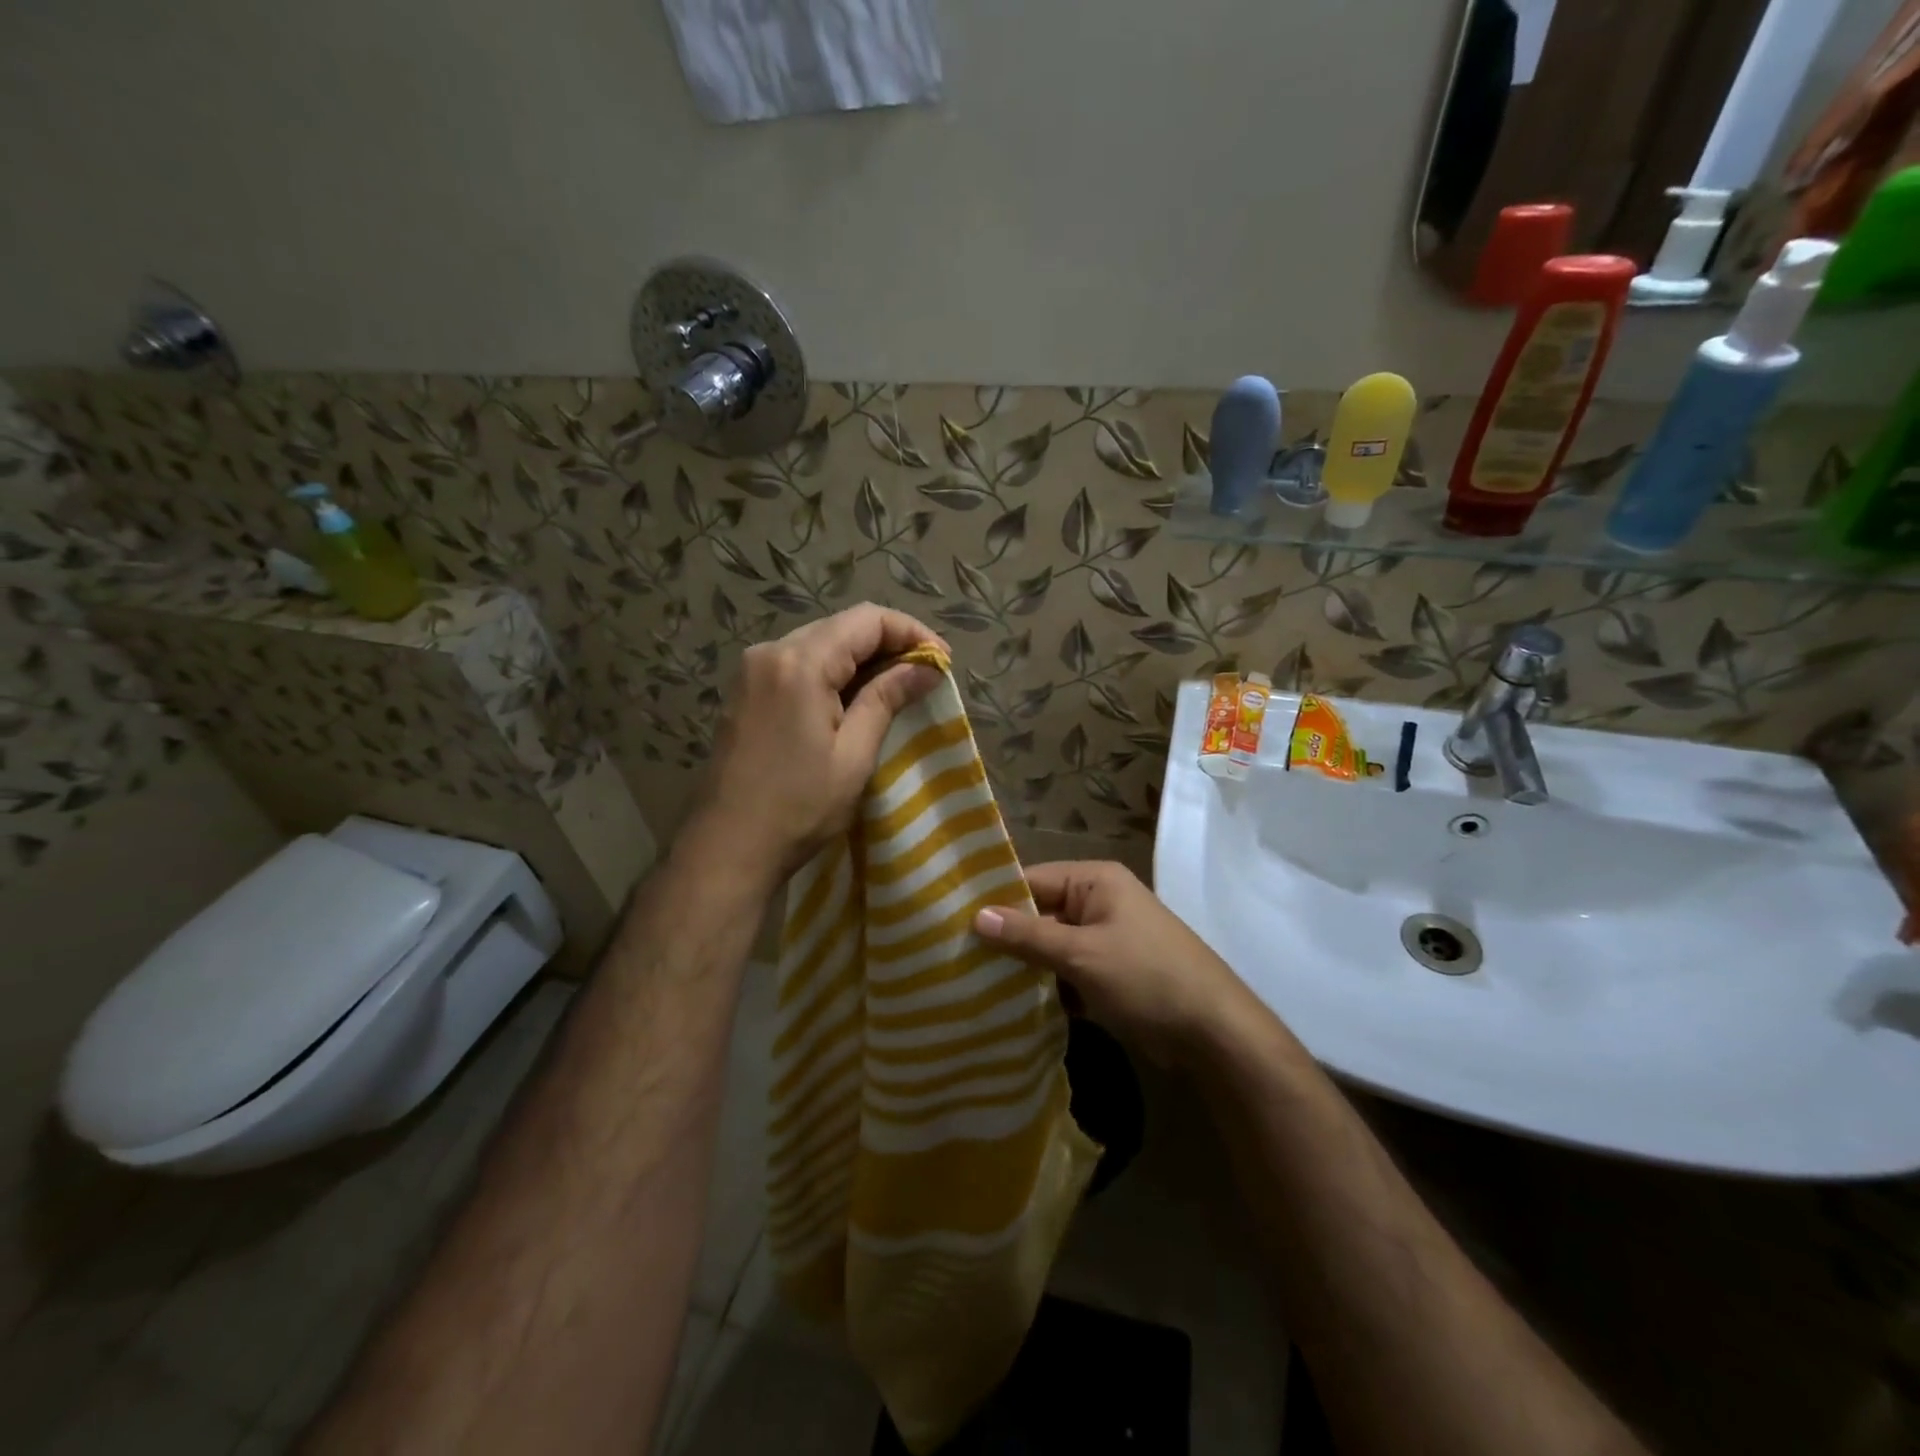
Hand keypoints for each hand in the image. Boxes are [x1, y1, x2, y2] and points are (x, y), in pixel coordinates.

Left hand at [696, 603, 946, 881]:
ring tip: (897, 687)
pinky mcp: (745, 691)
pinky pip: (798, 663)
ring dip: (861, 658)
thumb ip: (887, 699)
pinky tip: (853, 698)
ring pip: (820, 642)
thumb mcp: (853, 755)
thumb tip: (927, 668)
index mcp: (799, 662)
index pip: (867, 620)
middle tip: (925, 675)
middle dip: (888, 643)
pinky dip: (832, 672)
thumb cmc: (798, 807)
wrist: (727, 847)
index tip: (942, 661)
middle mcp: (770, 652)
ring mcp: (752, 670)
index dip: (911, 633)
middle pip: (841, 626)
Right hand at [973, 861, 1251, 1064]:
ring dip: (1023, 967)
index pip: (1031, 880)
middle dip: (1005, 938)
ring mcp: (1105, 940)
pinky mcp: (1108, 975)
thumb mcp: (1082, 954)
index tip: (951, 920)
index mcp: (1094, 881)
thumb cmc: (1146, 977)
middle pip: (1039, 914)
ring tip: (971, 983)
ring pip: (1050, 948)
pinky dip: (1046, 989)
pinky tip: (1009, 1007)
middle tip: (955, 957)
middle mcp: (1098, 903)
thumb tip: (976, 916)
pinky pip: (1066, 973)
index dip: (994, 900)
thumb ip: (1028, 935)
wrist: (1214, 1033)